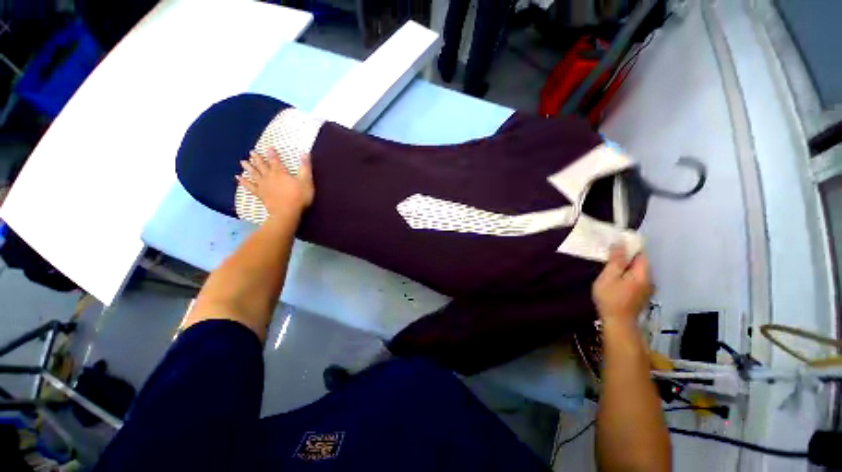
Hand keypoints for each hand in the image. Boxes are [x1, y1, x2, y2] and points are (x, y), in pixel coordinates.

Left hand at [236, 148, 313, 220]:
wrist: (287, 212)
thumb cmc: (299, 196)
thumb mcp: (306, 181)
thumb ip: (305, 167)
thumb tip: (305, 152)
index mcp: (280, 173)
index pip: (275, 160)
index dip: (272, 154)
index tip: (269, 147)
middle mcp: (269, 177)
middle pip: (262, 166)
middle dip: (257, 159)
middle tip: (251, 152)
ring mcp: (263, 186)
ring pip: (254, 174)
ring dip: (248, 168)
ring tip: (242, 162)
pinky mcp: (260, 194)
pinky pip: (250, 187)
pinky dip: (243, 182)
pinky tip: (238, 178)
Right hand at [592, 245, 652, 324]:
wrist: (618, 323)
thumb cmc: (610, 298)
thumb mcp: (609, 277)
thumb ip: (616, 260)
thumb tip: (620, 243)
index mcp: (642, 273)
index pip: (641, 253)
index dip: (629, 247)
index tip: (615, 245)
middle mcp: (649, 279)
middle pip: (640, 262)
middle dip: (626, 257)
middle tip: (608, 257)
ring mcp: (647, 289)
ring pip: (638, 272)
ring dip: (626, 267)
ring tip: (610, 269)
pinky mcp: (642, 295)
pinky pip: (636, 279)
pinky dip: (627, 276)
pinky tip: (616, 280)